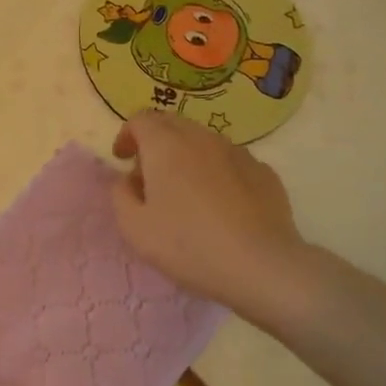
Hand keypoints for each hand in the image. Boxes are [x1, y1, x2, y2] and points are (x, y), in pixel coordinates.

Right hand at [110, 112, 315, 321]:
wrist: (261, 266)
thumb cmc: (188, 245)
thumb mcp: (134, 228)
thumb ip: (121, 195)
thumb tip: (128, 180)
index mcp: (166, 146)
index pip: (141, 120)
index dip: (127, 135)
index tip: (123, 159)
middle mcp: (202, 138)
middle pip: (172, 124)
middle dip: (155, 142)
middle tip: (150, 176)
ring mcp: (238, 152)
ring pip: (203, 141)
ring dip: (186, 156)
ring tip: (185, 193)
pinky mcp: (264, 172)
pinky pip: (230, 161)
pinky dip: (216, 172)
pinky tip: (220, 205)